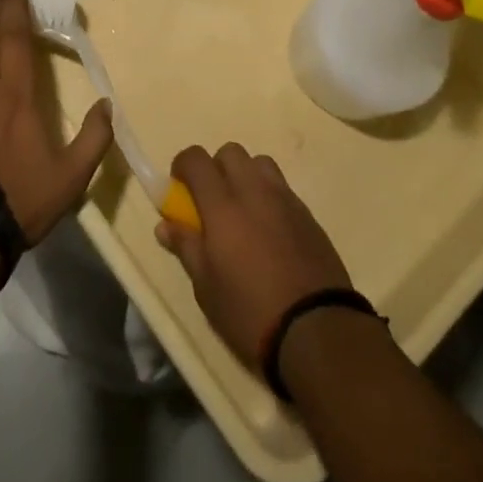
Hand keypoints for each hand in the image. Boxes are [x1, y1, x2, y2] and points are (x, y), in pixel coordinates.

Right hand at [155, 144, 352, 369]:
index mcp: (223, 204)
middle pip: (230, 152)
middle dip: (215, 168)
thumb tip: (165, 224)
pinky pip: (282, 188)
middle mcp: (254, 190)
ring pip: (260, 164)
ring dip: (245, 177)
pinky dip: (268, 196)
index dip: (182, 166)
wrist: (317, 329)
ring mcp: (285, 199)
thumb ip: (186, 247)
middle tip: (210, 203)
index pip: (196, 159)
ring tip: (242, 213)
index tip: (179, 189)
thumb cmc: (250, 311)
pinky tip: (268, 232)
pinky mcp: (308, 214)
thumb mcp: (206, 288)